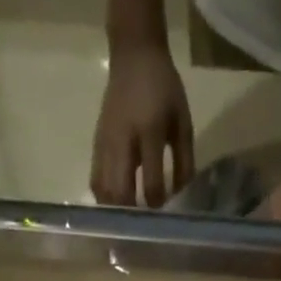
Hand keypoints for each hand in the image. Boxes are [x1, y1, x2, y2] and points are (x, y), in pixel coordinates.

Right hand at [91, 49, 193, 207]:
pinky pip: (95, 180)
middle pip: (120, 193)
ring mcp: (106, 142)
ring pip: (104, 191)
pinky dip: (105, 198)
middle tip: (144, 226)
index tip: (164, 210)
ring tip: (129, 219)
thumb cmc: (163, 88)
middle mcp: (123, 140)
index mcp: (149, 131)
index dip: (158, 203)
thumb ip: (184, 161)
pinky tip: (116, 205)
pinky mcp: (96, 144)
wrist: (134, 54)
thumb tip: (179, 197)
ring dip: (116, 211)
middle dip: (132, 215)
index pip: (151, 182)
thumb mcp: (182, 121)